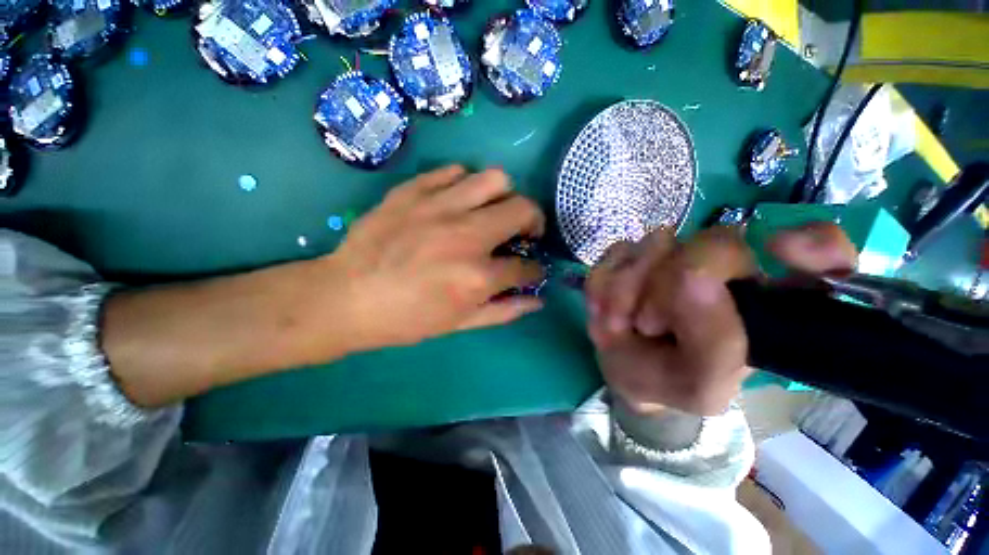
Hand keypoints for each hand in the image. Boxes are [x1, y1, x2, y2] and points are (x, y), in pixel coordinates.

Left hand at [104, 166, 544, 406]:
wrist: (347, 298)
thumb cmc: (407, 318)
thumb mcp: (459, 325)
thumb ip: (504, 311)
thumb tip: (538, 302)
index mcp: (477, 276)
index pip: (526, 266)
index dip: (535, 270)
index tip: (531, 270)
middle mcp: (466, 235)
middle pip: (523, 209)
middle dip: (534, 221)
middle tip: (523, 232)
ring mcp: (439, 207)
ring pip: (495, 179)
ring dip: (504, 196)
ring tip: (492, 211)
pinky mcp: (414, 191)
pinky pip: (455, 171)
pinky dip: (466, 184)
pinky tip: (459, 201)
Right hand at [585, 223, 856, 416]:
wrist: (627, 370)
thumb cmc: (671, 381)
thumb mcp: (701, 385)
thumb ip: (716, 346)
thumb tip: (695, 281)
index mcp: (765, 298)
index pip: (819, 248)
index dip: (811, 244)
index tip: (782, 254)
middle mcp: (727, 263)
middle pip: (709, 241)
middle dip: (664, 288)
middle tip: (646, 326)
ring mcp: (675, 251)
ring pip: (651, 245)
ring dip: (625, 292)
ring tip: (621, 324)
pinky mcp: (633, 252)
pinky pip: (614, 255)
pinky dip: (603, 287)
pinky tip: (608, 311)